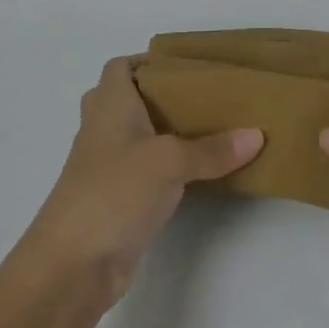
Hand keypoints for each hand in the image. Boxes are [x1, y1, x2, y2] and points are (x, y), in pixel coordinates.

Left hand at [20, 57, 262, 309]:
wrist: (71, 266)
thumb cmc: (114, 192)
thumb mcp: (170, 162)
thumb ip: (212, 149)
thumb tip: (257, 135)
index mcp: (109, 106)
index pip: (119, 67)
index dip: (146, 60)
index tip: (185, 66)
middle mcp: (103, 130)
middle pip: (128, 100)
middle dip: (161, 96)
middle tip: (202, 97)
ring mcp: (105, 168)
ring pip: (136, 137)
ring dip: (165, 133)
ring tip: (209, 129)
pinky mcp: (114, 201)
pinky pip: (143, 171)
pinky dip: (165, 168)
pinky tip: (195, 173)